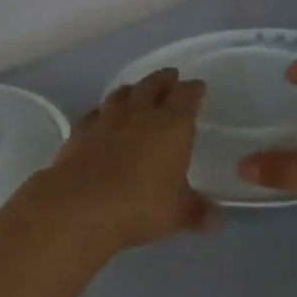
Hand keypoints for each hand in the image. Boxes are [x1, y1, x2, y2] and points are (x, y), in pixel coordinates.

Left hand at [22, 69, 216, 254]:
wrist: (80, 205)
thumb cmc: (140, 206)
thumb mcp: (177, 214)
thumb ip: (197, 212)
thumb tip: (216, 220)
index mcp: (172, 126)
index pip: (186, 96)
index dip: (193, 89)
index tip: (197, 86)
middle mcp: (140, 114)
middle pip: (153, 85)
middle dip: (164, 79)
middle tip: (170, 77)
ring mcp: (106, 120)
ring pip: (122, 93)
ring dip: (133, 89)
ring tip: (137, 90)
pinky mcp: (80, 131)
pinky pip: (95, 113)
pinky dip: (103, 111)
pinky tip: (101, 116)